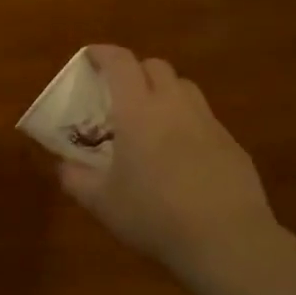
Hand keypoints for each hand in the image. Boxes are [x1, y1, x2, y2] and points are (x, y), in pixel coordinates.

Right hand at [58, 46, 278, 282]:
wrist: (227, 241)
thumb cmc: (154, 215)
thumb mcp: (102, 202)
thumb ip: (76, 179)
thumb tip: (62, 166)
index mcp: (138, 110)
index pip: (120, 62)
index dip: (103, 53)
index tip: (90, 56)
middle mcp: (174, 105)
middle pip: (156, 66)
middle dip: (136, 70)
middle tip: (120, 91)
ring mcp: (208, 123)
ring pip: (185, 88)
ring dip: (165, 91)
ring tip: (152, 117)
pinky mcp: (233, 145)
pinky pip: (205, 119)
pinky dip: (188, 122)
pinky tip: (183, 154)